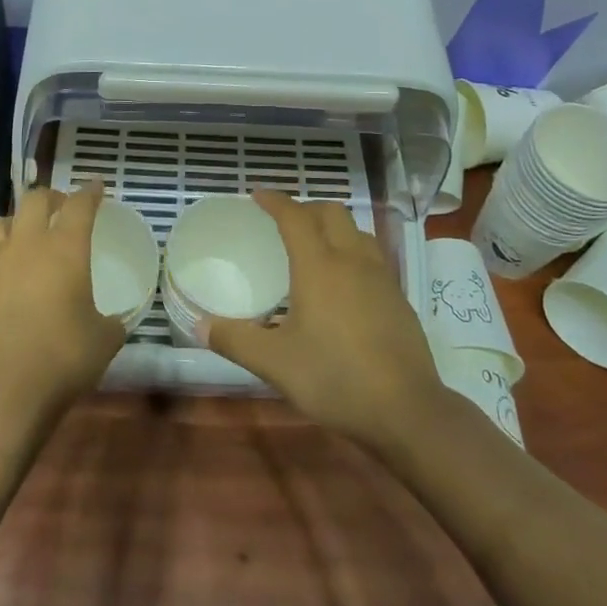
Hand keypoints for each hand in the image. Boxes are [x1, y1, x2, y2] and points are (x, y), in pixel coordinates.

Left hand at [0, 183, 125, 430]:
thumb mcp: (103, 342)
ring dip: (11, 225)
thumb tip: (113, 322)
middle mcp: (25, 245)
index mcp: (65, 249)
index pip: (80, 205)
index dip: (90, 193)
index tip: (96, 186)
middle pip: (34, 200)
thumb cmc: (60, 360)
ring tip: (18, 238)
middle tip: (58, 208)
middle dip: (50, 198)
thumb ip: (110, 323)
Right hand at [204, 191, 450, 451]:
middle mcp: (352, 260)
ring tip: (315, 246)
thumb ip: (236, 341)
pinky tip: (344, 283)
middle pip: (331, 212)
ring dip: (333, 226)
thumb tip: (200, 327)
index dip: (275, 201)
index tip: (257, 195)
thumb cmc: (334, 378)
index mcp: (319, 265)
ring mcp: (381, 277)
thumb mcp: (275, 363)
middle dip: (305, 207)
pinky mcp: (399, 298)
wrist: (407, 410)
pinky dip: (352, 251)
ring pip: (356, 231)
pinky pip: (371, 256)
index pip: (295, 216)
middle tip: (284, 221)